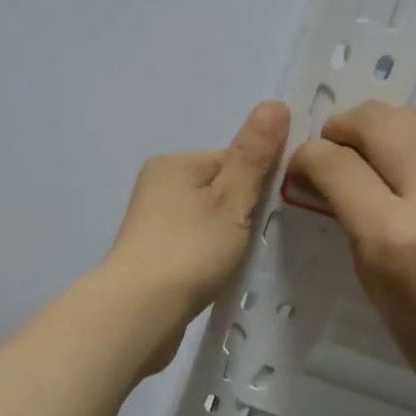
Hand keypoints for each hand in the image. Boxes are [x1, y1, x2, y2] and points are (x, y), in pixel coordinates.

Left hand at [99, 101, 289, 371]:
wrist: (140, 311)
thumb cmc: (190, 250)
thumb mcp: (232, 199)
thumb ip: (254, 156)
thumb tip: (275, 104)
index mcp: (174, 163)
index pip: (233, 159)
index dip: (259, 184)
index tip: (272, 214)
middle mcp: (157, 185)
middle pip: (220, 189)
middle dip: (243, 213)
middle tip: (257, 241)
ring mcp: (151, 222)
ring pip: (208, 219)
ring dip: (227, 237)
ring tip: (236, 261)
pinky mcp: (151, 254)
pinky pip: (193, 244)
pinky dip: (209, 256)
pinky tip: (217, 275)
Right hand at [288, 102, 415, 410]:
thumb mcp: (370, 278)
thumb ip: (348, 218)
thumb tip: (326, 173)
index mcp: (395, 234)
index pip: (337, 165)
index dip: (309, 156)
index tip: (302, 166)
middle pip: (379, 122)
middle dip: (345, 126)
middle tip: (335, 147)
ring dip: (383, 128)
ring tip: (373, 151)